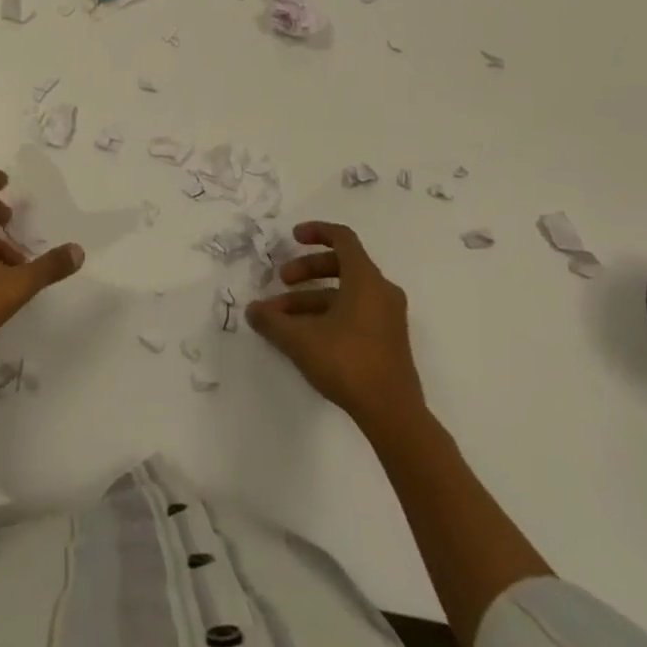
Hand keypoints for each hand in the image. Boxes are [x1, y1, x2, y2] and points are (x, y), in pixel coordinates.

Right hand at [247, 222, 424, 425]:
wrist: (393, 414)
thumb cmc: (348, 362)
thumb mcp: (300, 340)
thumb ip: (272, 321)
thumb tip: (252, 310)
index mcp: (365, 279)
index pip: (342, 238)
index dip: (316, 232)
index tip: (293, 237)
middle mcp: (381, 291)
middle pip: (341, 265)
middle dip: (307, 270)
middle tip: (282, 281)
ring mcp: (388, 316)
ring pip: (345, 293)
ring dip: (312, 298)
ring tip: (283, 318)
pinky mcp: (388, 339)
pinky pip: (355, 311)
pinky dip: (329, 313)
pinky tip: (306, 336)